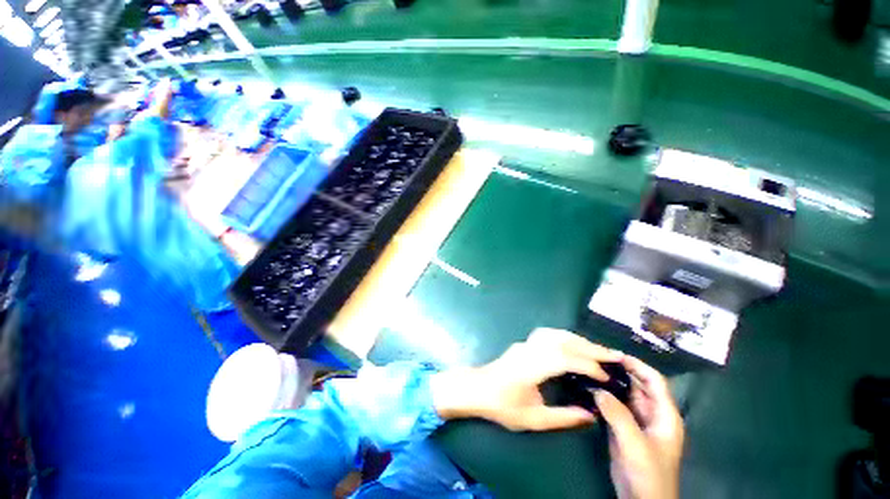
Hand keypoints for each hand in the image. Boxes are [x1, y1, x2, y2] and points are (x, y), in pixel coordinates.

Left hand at [432, 328, 621, 430]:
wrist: (477, 388)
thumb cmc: (501, 405)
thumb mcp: (532, 419)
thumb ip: (563, 417)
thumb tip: (591, 415)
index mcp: (530, 367)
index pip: (564, 359)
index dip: (587, 365)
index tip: (606, 375)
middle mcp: (529, 350)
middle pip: (562, 341)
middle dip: (589, 347)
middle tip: (613, 355)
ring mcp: (525, 344)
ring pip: (555, 334)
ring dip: (578, 340)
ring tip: (598, 350)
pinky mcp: (524, 344)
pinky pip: (548, 335)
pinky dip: (565, 337)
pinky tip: (574, 345)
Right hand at [595, 356, 683, 498]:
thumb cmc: (648, 472)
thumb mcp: (635, 444)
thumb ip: (617, 415)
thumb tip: (597, 390)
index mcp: (665, 415)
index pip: (654, 381)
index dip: (638, 366)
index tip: (616, 355)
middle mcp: (652, 414)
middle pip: (639, 385)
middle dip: (622, 371)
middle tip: (597, 359)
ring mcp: (638, 422)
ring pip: (625, 395)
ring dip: (611, 383)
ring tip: (591, 370)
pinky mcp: (625, 429)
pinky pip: (615, 406)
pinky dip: (605, 397)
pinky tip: (590, 390)